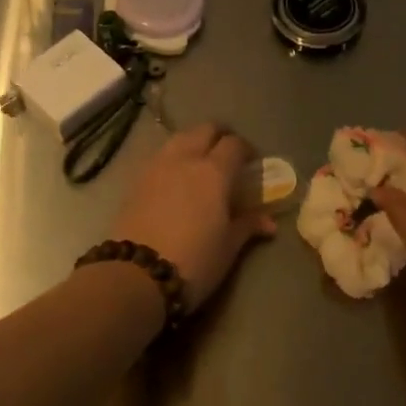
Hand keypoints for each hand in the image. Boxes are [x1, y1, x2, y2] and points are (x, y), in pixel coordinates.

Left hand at [110, 124, 275, 311]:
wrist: (135, 275)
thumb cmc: (194, 260)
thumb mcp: (228, 246)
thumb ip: (248, 226)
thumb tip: (269, 222)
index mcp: (214, 171)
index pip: (234, 144)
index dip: (246, 149)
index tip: (251, 163)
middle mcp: (186, 159)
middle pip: (205, 129)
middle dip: (219, 136)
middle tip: (227, 155)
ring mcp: (157, 166)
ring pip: (179, 138)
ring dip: (193, 143)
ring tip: (199, 164)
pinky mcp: (136, 180)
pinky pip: (160, 156)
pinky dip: (172, 159)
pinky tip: (175, 180)